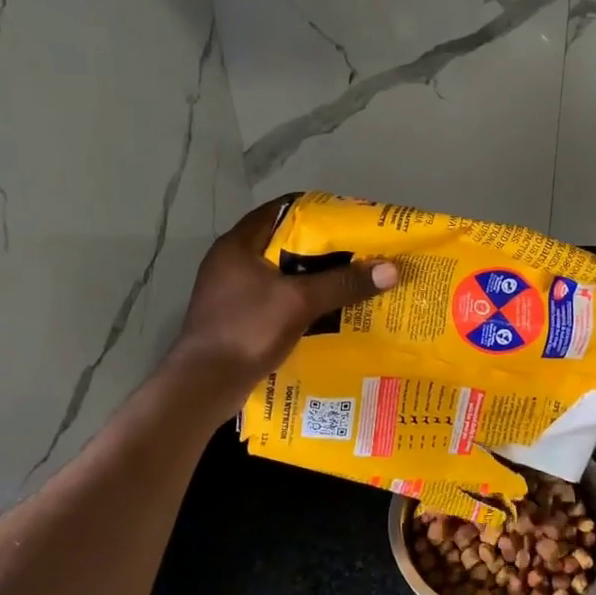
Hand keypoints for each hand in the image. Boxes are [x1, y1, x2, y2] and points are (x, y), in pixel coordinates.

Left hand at [165, 198, 398, 408]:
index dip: (316, 210)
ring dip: (312, 278)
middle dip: (321, 248)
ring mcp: (231, 292)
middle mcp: (231, 262)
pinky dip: (300, 302)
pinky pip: (275, 300)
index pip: (280, 209)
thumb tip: (391, 269)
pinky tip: (327, 313)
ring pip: (280, 274)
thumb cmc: (247, 329)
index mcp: (238, 245)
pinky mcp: (237, 318)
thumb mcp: (299, 301)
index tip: (349, 219)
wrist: (204, 385)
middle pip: (283, 243)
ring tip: (349, 282)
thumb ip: (343, 283)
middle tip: (358, 253)